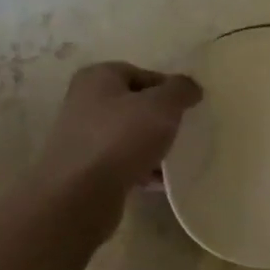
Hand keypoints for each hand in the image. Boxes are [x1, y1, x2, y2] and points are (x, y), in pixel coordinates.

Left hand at [31, 63, 202, 225]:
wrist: (79, 196)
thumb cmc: (120, 138)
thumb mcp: (161, 106)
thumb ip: (180, 90)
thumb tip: (190, 87)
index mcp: (98, 77)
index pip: (141, 74)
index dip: (168, 88)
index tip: (188, 108)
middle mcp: (84, 102)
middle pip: (134, 105)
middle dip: (159, 119)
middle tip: (181, 132)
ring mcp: (81, 137)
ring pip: (128, 136)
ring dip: (152, 147)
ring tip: (173, 160)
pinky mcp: (84, 169)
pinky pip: (121, 162)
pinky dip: (140, 169)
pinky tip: (158, 182)